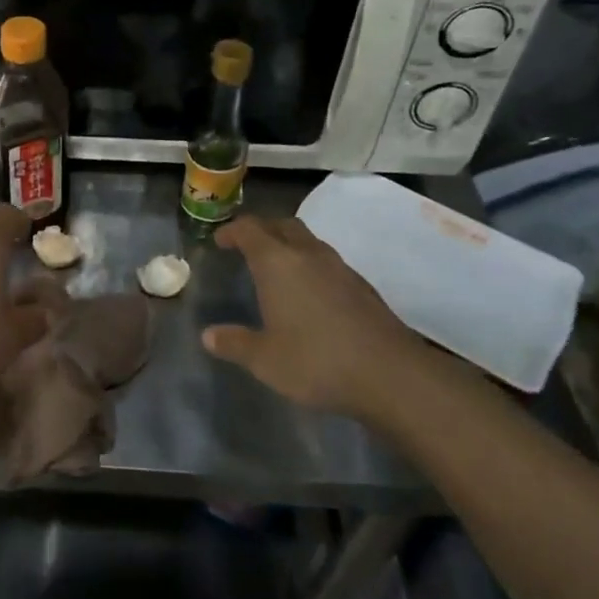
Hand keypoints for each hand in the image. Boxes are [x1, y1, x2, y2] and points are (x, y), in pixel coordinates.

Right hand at [202, 215, 430, 419]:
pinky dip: (310, 266)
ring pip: (308, 241)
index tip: (220, 241)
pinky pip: (327, 262)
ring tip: (277, 269)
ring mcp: (340, 267)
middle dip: (262, 230)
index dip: (232, 231)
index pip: (249, 229)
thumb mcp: (265, 360)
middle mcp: (308, 254)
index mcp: (278, 262)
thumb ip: (235, 344)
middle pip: (282, 225)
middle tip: (247, 247)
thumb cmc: (316, 361)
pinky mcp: (362, 286)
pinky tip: (310, 294)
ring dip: (289, 246)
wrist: (390, 374)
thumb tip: (208, 336)